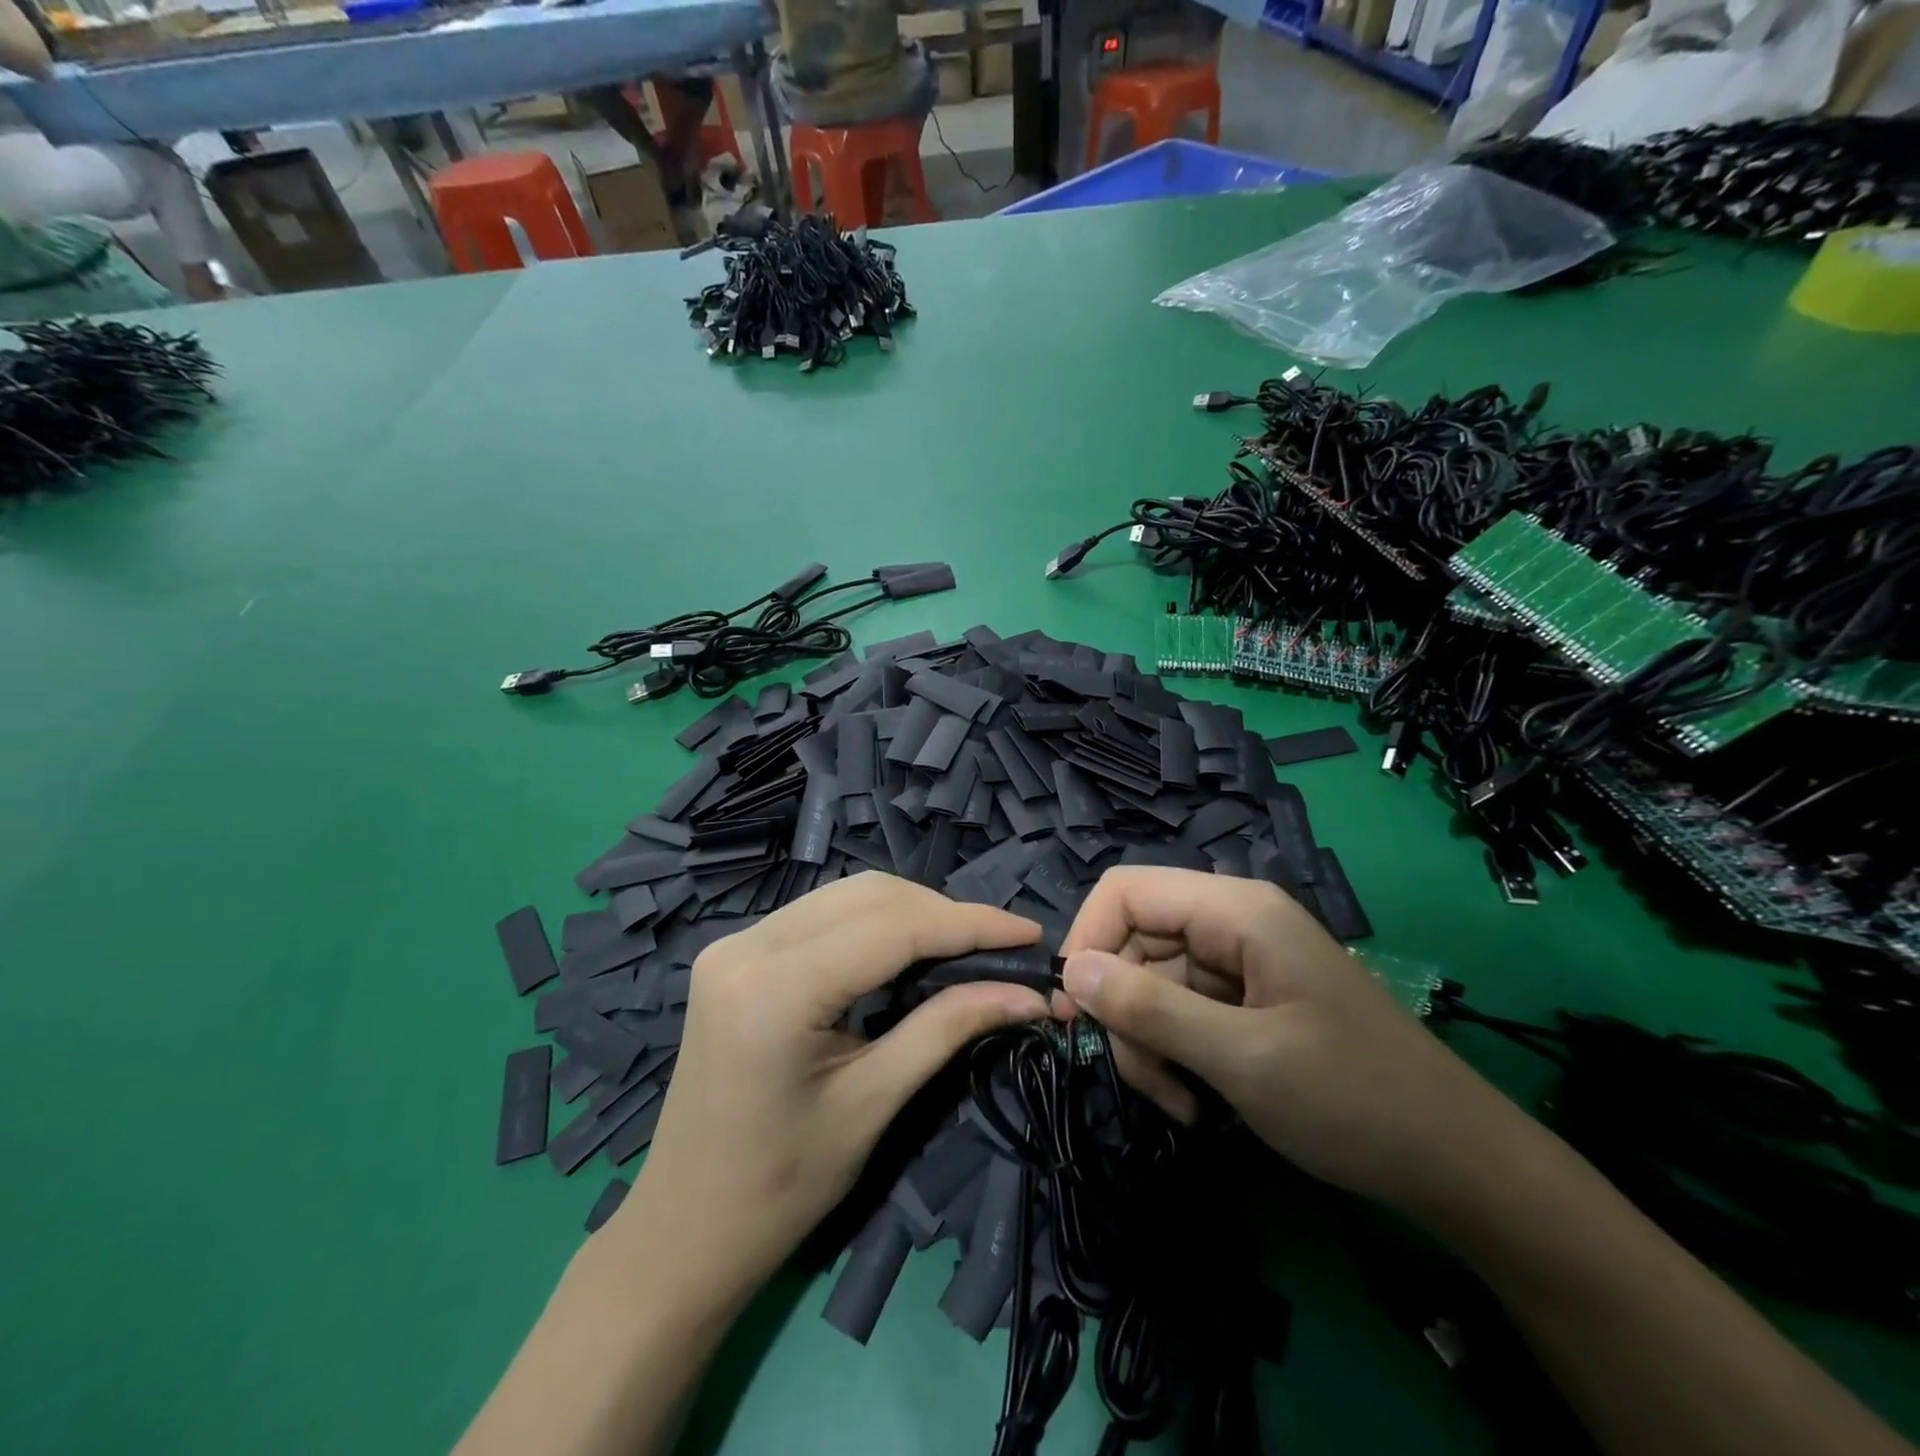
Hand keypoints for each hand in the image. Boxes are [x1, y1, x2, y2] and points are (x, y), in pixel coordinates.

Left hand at [615, 872, 1049, 1305]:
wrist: (683, 1231)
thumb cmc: (780, 1188)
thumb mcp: (873, 1104)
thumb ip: (948, 1028)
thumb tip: (1027, 993)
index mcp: (774, 988)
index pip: (892, 928)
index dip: (970, 924)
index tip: (1030, 933)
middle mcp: (747, 944)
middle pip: (869, 896)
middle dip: (943, 914)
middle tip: (1001, 947)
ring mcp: (734, 943)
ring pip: (847, 896)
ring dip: (912, 913)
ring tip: (966, 947)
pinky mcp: (736, 952)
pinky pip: (822, 915)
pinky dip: (875, 924)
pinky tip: (910, 949)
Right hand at [1057, 867, 1534, 1214]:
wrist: (1457, 1164)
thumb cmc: (1353, 1099)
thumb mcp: (1242, 1058)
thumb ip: (1150, 1009)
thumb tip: (1072, 972)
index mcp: (1236, 910)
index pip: (1126, 891)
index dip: (1088, 939)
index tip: (1073, 1011)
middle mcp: (1232, 923)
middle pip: (1134, 943)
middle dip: (1124, 1011)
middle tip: (1144, 1079)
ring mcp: (1239, 963)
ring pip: (1151, 984)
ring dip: (1148, 1044)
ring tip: (1179, 1104)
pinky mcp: (1246, 1001)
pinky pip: (1181, 1012)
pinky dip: (1174, 1056)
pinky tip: (1197, 1104)